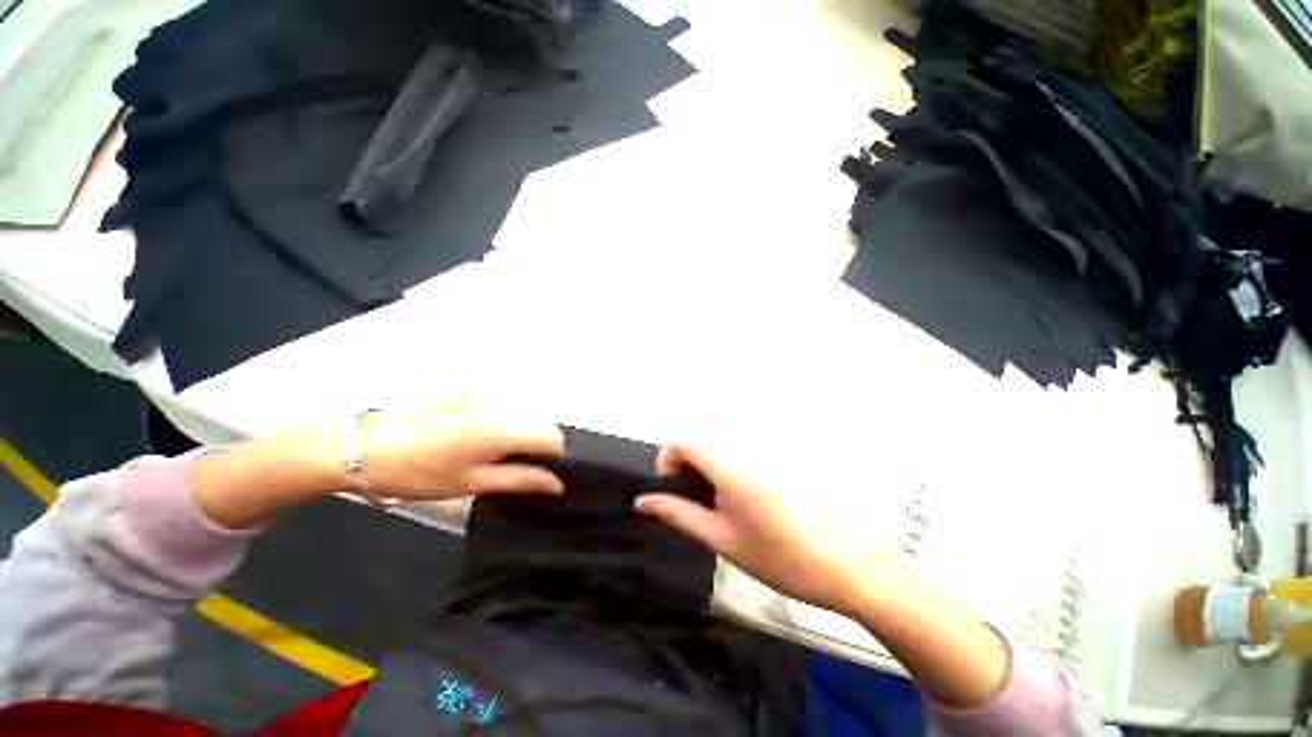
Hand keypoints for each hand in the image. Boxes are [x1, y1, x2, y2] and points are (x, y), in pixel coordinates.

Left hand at [191, 400, 562, 529]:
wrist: (364, 446)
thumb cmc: (418, 473)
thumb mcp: (472, 483)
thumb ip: (521, 480)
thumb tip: (557, 485)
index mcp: (502, 429)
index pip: (553, 434)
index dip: (554, 454)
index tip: (541, 470)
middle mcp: (500, 403)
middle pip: (541, 420)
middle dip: (538, 441)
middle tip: (515, 464)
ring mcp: (485, 392)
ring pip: (525, 411)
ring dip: (522, 429)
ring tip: (494, 450)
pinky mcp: (471, 388)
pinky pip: (505, 403)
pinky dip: (505, 418)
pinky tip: (479, 434)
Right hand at [635, 443, 899, 616]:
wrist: (848, 566)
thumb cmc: (779, 558)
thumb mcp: (721, 539)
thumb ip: (678, 515)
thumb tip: (642, 502)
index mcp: (729, 466)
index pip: (682, 440)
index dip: (667, 460)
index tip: (672, 489)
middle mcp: (746, 449)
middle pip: (701, 440)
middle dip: (686, 465)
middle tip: (695, 503)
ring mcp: (766, 452)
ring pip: (720, 446)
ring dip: (707, 467)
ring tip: (719, 505)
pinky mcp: (780, 459)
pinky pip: (741, 452)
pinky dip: (728, 468)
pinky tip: (744, 501)